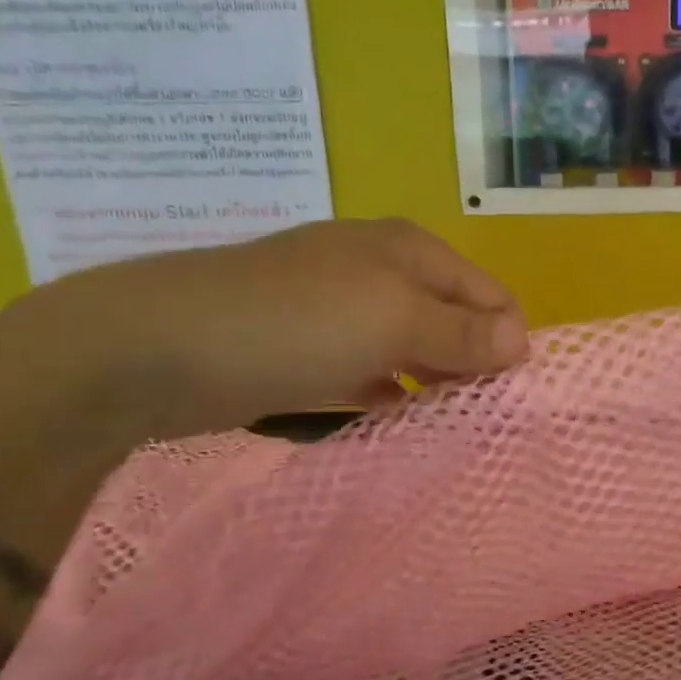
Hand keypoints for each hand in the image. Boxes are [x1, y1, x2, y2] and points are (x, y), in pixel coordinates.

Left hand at [10, 219, 528, 431]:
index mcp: (411, 250)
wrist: (157, 347)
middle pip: (452, 319)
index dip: (506, 341)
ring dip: (431, 385)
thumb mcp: (395, 320)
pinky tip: (393, 421)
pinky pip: (368, 371)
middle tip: (479, 420)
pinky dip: (386, 395)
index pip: (490, 294)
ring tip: (445, 429)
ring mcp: (339, 308)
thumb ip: (464, 333)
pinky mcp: (307, 347)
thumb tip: (523, 342)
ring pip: (410, 349)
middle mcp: (381, 270)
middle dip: (471, 366)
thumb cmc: (296, 322)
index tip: (505, 395)